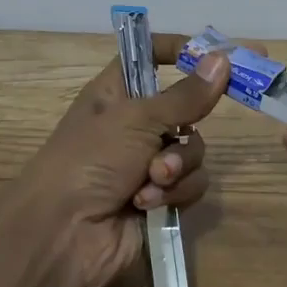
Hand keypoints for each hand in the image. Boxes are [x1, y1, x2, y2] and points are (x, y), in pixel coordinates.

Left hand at [9, 35, 234, 286]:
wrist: (63, 235)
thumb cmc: (90, 160)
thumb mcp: (137, 119)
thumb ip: (186, 95)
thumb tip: (223, 59)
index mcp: (118, 93)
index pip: (151, 57)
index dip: (179, 51)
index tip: (216, 55)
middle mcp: (135, 125)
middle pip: (186, 108)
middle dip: (187, 125)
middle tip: (184, 130)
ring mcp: (148, 163)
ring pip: (193, 150)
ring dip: (178, 166)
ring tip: (153, 179)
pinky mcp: (161, 199)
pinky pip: (191, 184)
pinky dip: (174, 193)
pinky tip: (147, 204)